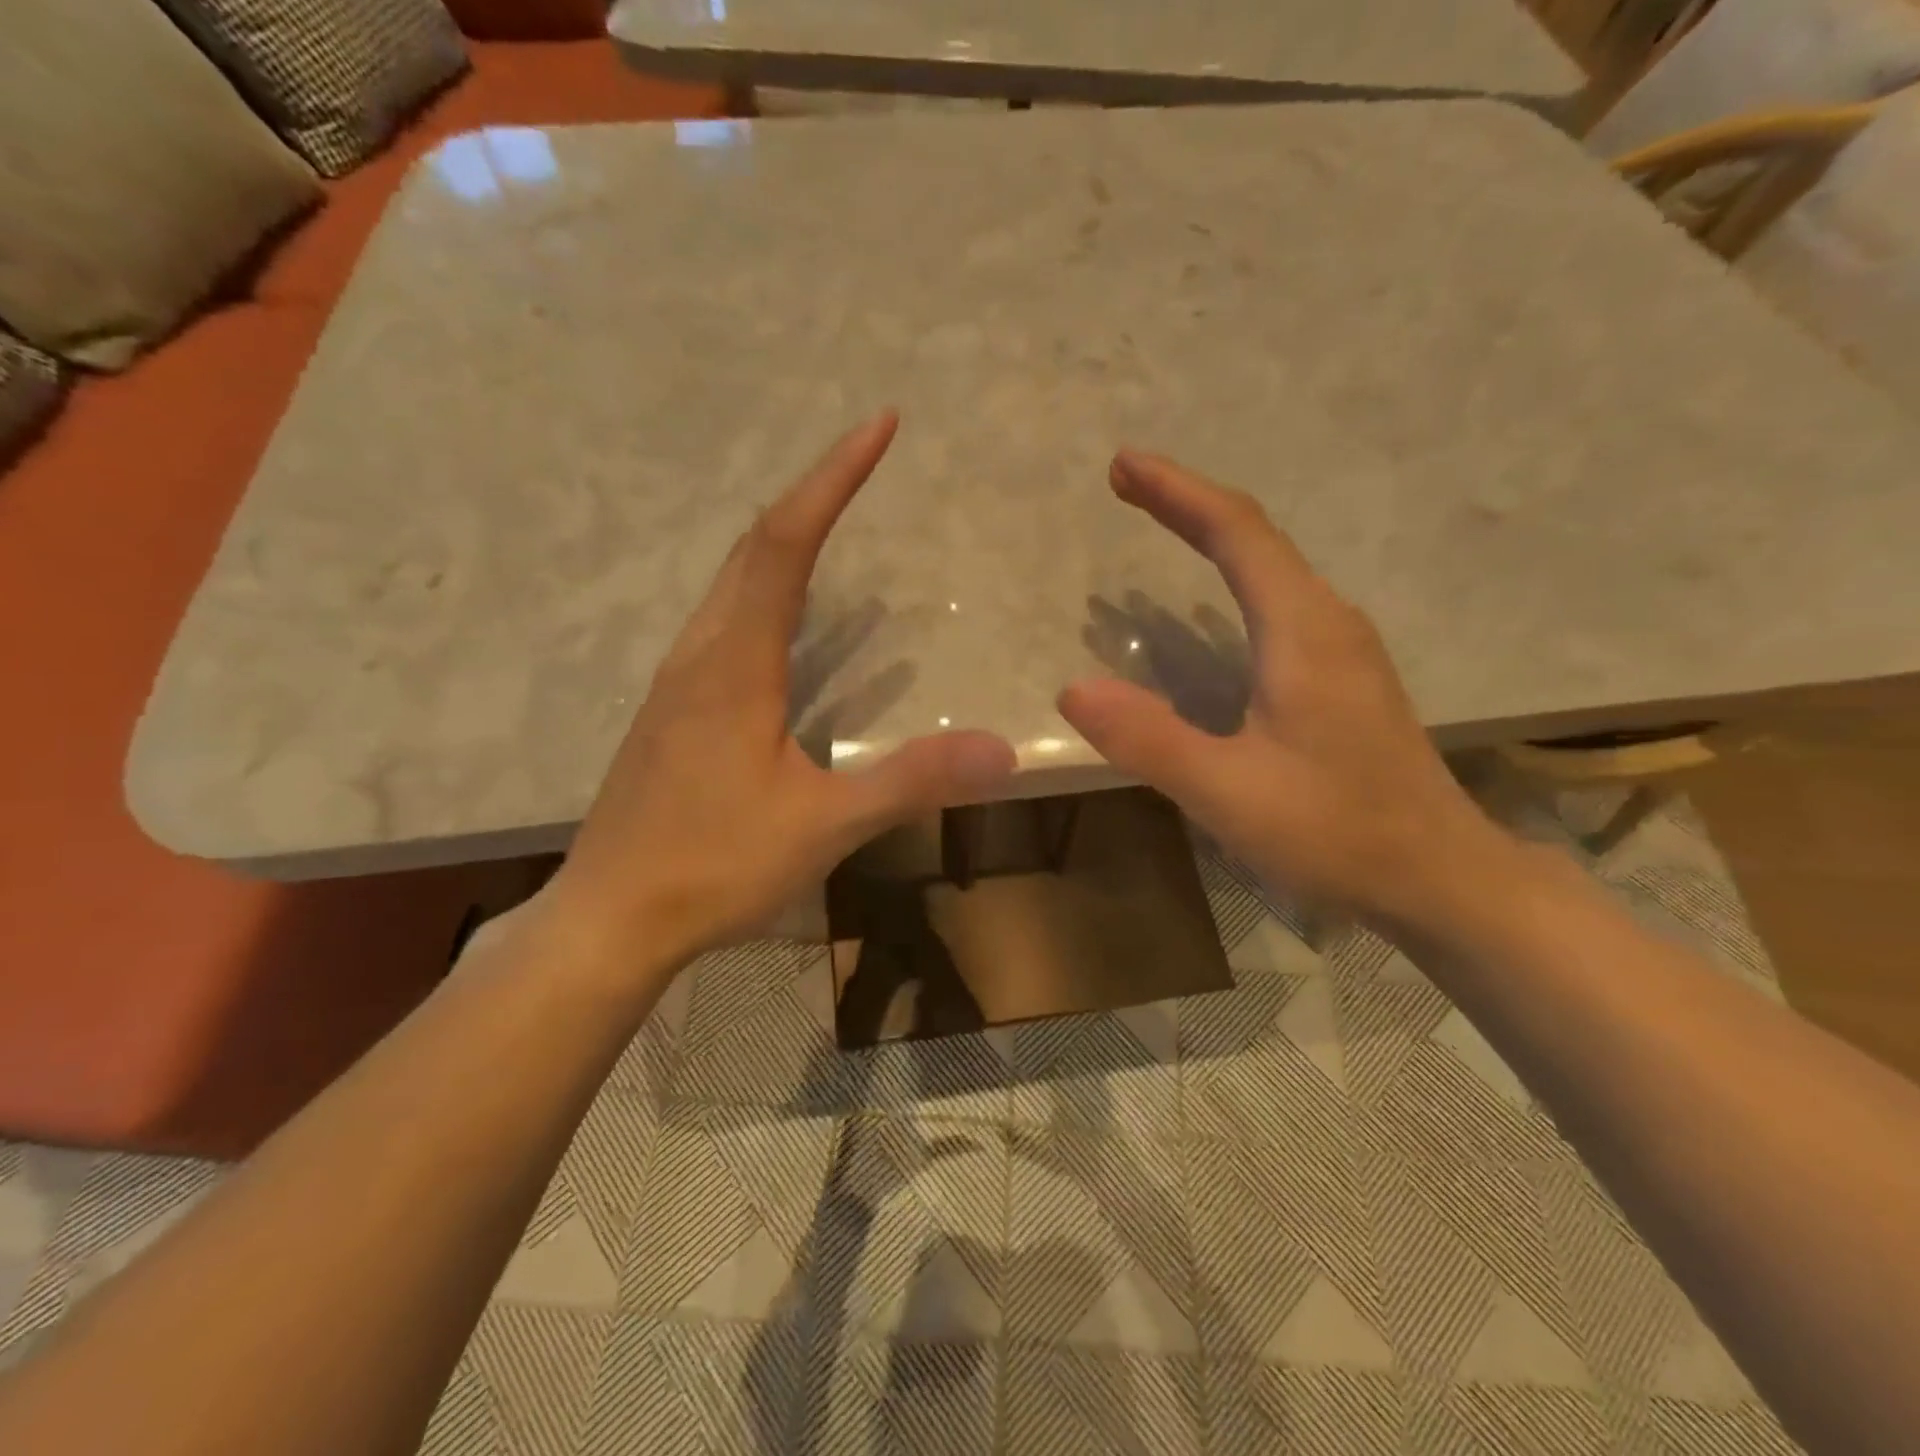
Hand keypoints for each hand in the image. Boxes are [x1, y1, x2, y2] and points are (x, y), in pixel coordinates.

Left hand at [543, 412, 1015, 970]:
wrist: (608, 917)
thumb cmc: (712, 867)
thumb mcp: (823, 826)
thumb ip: (910, 781)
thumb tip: (1003, 749)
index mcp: (735, 665)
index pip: (786, 544)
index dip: (833, 479)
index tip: (878, 426)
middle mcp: (700, 654)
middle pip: (752, 547)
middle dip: (811, 493)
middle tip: (863, 459)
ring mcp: (677, 682)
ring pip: (731, 583)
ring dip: (782, 539)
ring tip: (832, 520)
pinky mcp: (671, 712)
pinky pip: (722, 622)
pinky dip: (762, 589)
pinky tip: (785, 620)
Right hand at [1058, 451, 1508, 925]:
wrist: (1440, 876)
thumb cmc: (1336, 832)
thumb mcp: (1229, 792)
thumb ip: (1150, 739)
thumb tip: (1073, 690)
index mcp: (1303, 631)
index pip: (1236, 532)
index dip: (1177, 492)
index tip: (1123, 466)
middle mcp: (1328, 621)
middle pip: (1254, 537)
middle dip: (1187, 503)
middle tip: (1126, 484)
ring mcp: (1342, 648)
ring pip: (1272, 567)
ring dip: (1212, 536)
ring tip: (1160, 523)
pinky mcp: (1343, 676)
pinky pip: (1280, 600)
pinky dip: (1235, 577)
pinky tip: (1215, 600)